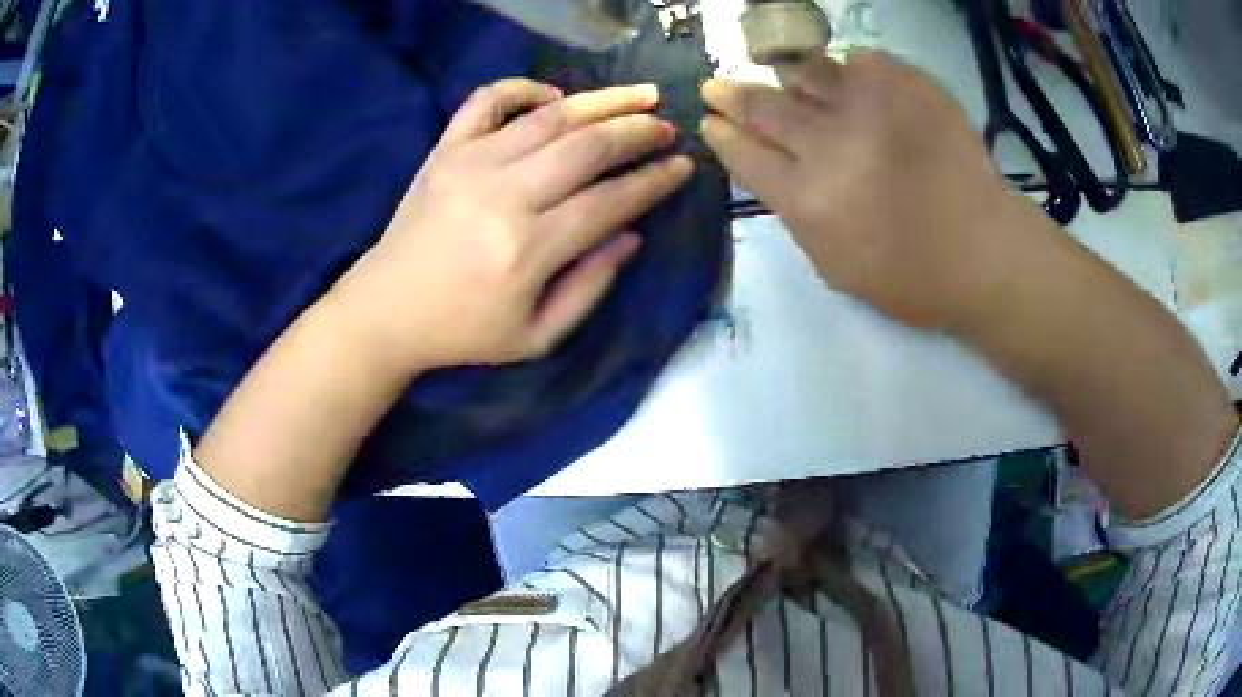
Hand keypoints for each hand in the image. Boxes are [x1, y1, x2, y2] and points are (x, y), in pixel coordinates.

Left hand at [331, 79, 693, 374]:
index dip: (654, 181)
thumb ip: (590, 287)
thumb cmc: (464, 331)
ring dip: (603, 101)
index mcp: (529, 249)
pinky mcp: (445, 151)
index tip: (682, 166)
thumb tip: (631, 234)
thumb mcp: (536, 337)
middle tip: (666, 127)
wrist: (385, 311)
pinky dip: (524, 88)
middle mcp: (504, 196)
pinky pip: (487, 100)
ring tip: (639, 95)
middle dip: (638, 132)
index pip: (611, 200)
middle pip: (588, 147)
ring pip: (550, 116)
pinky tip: (554, 96)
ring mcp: (470, 164)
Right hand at [700, 51, 1048, 331]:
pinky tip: (856, 85)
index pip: (746, 155)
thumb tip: (775, 169)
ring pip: (805, 71)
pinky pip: (862, 63)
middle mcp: (829, 144)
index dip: (722, 136)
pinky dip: (852, 72)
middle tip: (716, 86)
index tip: (710, 122)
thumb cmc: (912, 277)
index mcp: (808, 200)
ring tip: (779, 72)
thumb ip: (797, 214)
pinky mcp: (906, 85)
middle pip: (764, 107)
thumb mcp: (835, 266)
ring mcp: (869, 107)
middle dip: (733, 95)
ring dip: (785, 73)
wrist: (985, 252)